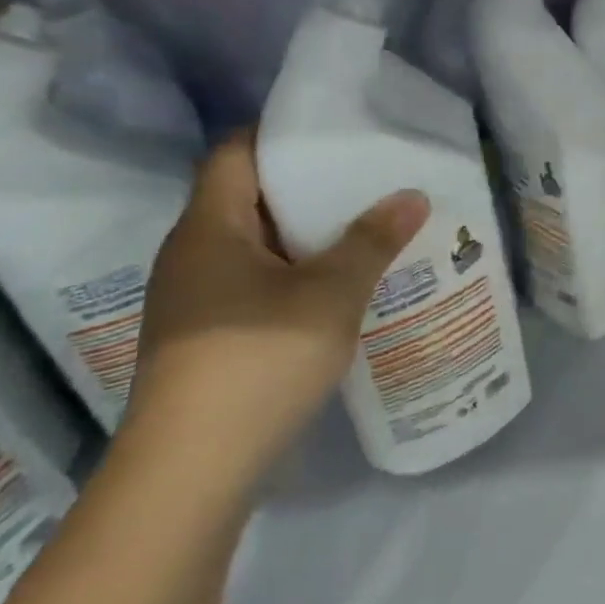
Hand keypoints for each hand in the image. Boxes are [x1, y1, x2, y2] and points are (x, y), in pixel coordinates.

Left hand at [126, 131, 429, 486]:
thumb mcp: (330, 295)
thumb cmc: (258, 360)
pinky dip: (297, 277)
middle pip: (249, 200)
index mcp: (209, 230)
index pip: (236, 155)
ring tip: (367, 232)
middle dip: (309, 190)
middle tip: (369, 182)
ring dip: (307, 239)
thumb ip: (372, 241)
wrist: (192, 470)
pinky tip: (340, 290)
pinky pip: (257, 286)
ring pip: (257, 248)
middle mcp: (193, 256)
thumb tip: (411, 195)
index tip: (337, 134)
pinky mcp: (208, 339)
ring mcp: (196, 301)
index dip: (281, 136)